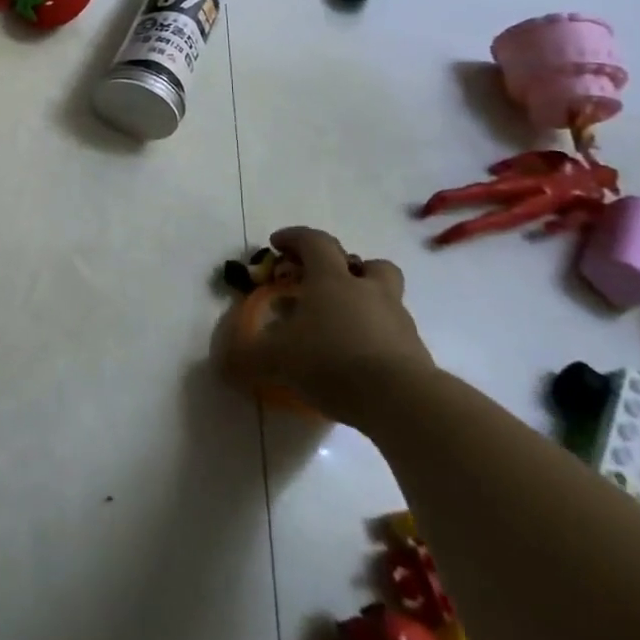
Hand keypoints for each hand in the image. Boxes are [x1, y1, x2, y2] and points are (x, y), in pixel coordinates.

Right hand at [225, 226, 434, 428]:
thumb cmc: (332, 361)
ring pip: (386, 298)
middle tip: (325, 285)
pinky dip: (379, 340)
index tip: (277, 245)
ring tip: (343, 328)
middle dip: (347, 268)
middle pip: (367, 264)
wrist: (403, 402)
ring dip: (366, 303)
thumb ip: (247, 358)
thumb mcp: (276, 360)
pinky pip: (395, 336)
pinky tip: (361, 363)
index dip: (294, 238)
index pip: (314, 241)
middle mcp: (369, 291)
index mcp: (333, 279)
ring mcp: (399, 321)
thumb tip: (221, 363)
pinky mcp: (418, 354)